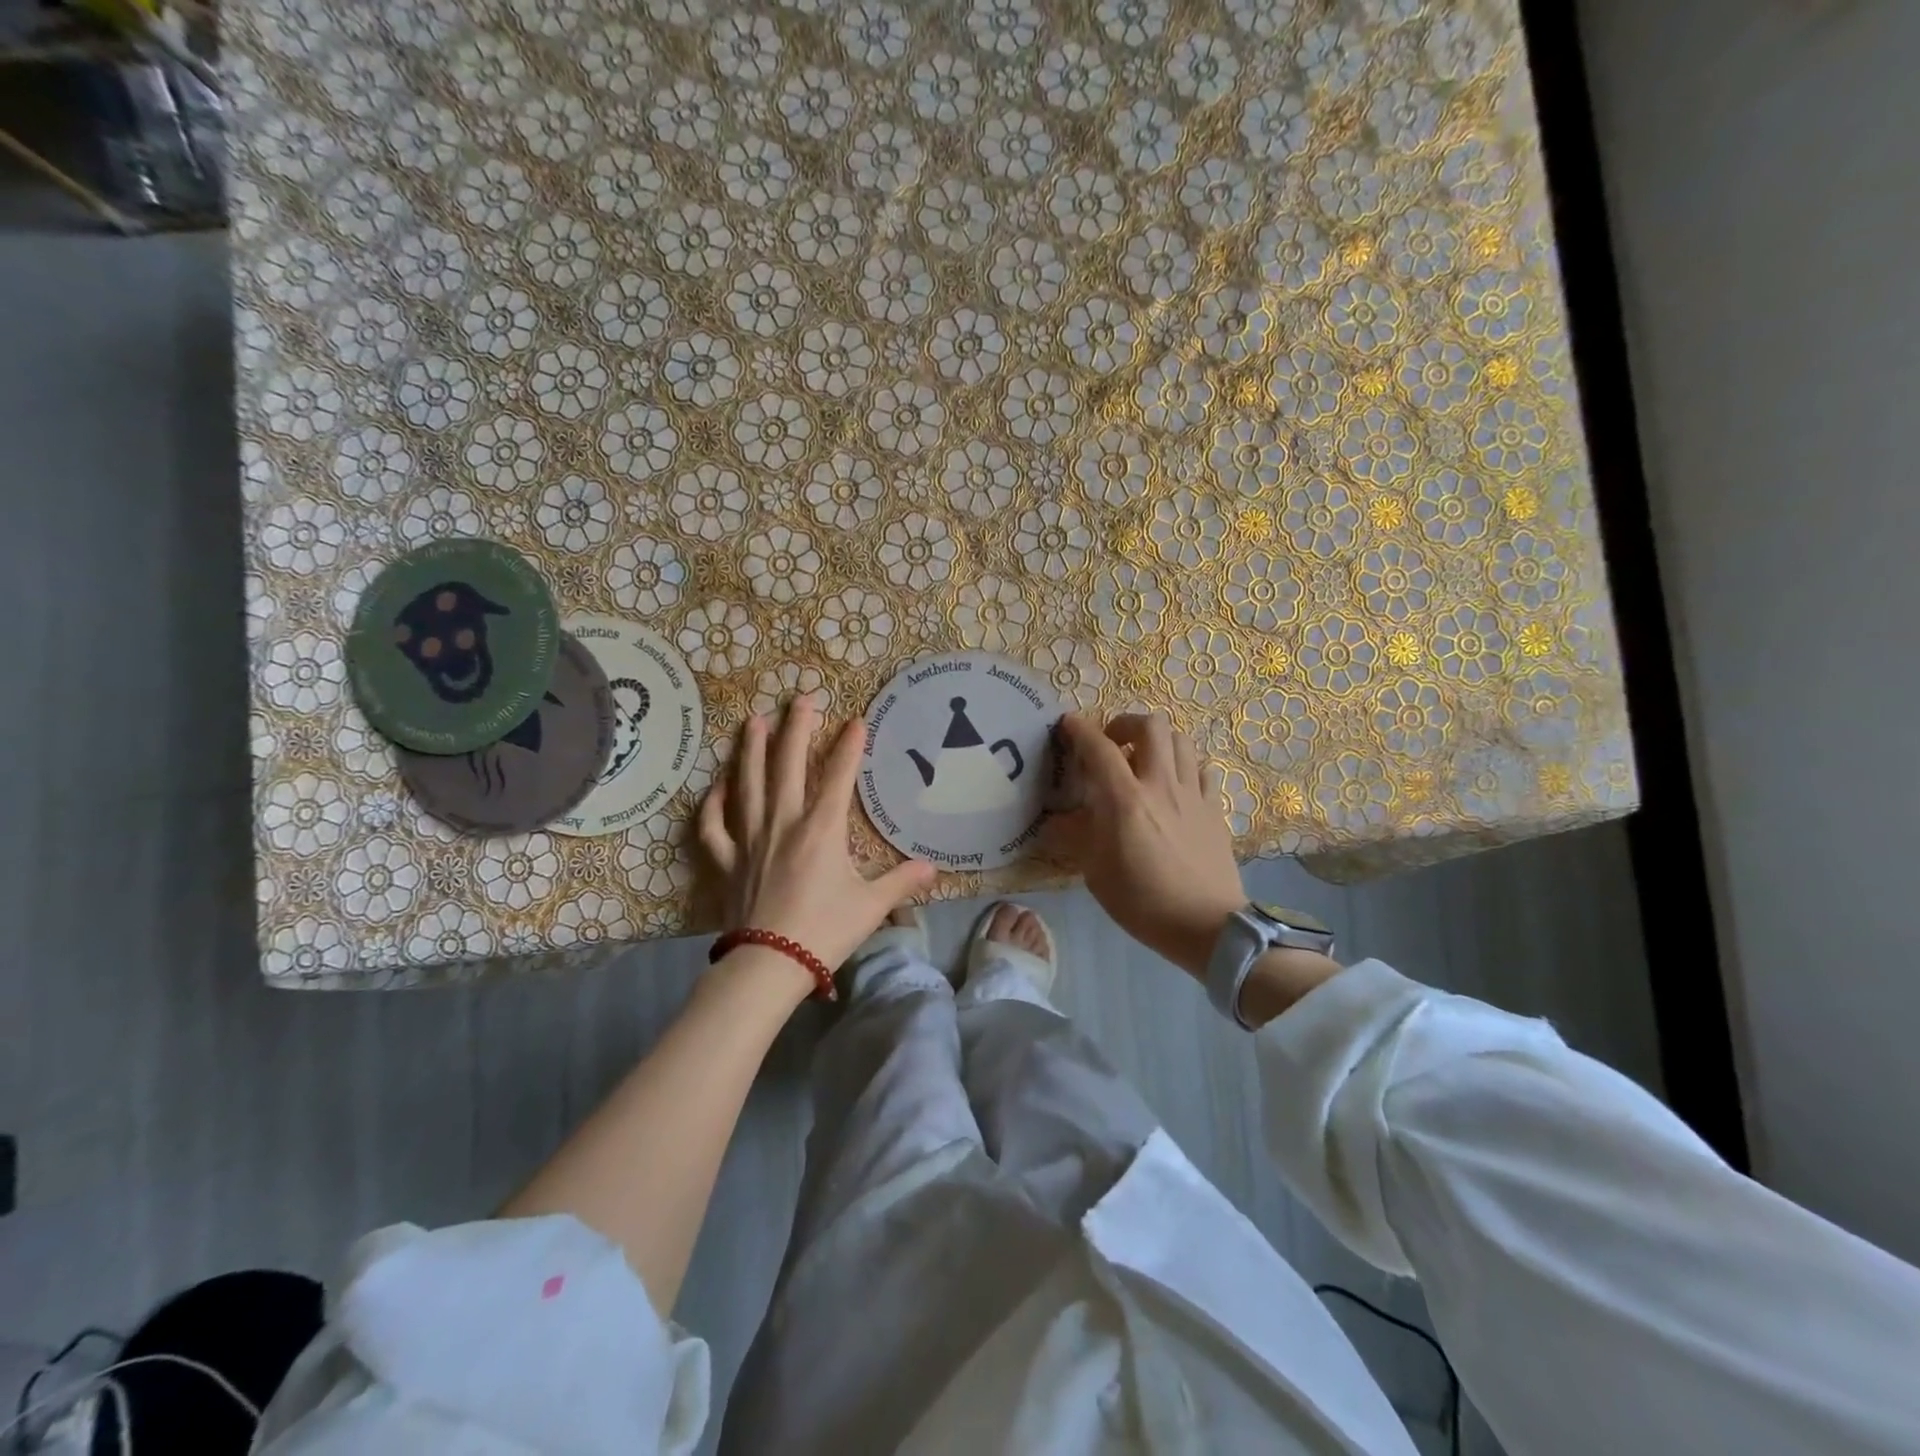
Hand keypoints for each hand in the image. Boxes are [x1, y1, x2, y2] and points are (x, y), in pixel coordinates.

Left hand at [699, 694, 935, 975]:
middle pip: (787, 766)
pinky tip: (717, 785)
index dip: (849, 746)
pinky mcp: (727, 861)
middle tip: (800, 698)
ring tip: (753, 721)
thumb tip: (934, 868)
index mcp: (821, 829)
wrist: (769, 964)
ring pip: (747, 784)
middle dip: (796, 729)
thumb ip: (902, 882)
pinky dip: (713, 803)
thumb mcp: (872, 906)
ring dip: (750, 750)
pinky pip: (714, 825)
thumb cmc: (825, 931)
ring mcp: (750, 839)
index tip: (856, 719)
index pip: (838, 776)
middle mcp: (783, 823)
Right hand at [1049, 711, 1246, 977]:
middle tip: (1113, 743)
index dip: (1081, 729)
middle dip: (1126, 723)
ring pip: (1181, 740)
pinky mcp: (1214, 808)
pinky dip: (1184, 764)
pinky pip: (1202, 768)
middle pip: (1151, 726)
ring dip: (1158, 740)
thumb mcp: (1096, 872)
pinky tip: (1175, 783)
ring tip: (1144, 760)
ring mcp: (1193, 794)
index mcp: (1126, 800)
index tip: (1068, 723)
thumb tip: (1055, 821)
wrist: (1206, 926)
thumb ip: (1076, 837)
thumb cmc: (1143, 901)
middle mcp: (1161, 785)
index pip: (1099, 748)